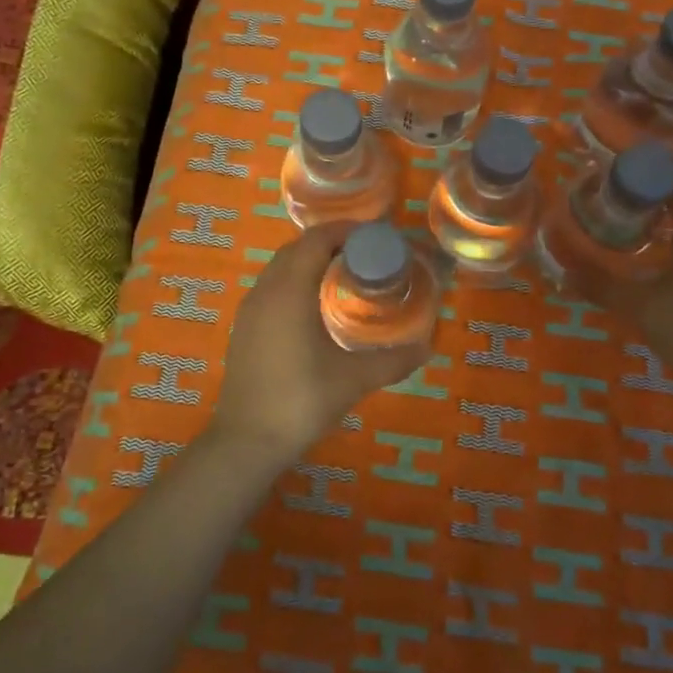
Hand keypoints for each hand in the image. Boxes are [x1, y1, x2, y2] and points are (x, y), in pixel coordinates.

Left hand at [214, 222, 427, 462]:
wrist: (247, 441)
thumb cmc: (301, 401)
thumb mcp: (354, 380)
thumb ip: (393, 360)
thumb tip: (428, 347)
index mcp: (289, 291)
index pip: (316, 240)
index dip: (346, 231)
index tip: (376, 238)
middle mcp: (265, 291)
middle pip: (297, 249)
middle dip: (330, 243)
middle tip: (366, 256)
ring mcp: (249, 310)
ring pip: (280, 268)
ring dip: (310, 261)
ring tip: (345, 276)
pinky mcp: (243, 328)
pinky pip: (271, 288)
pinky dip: (295, 281)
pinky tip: (315, 308)